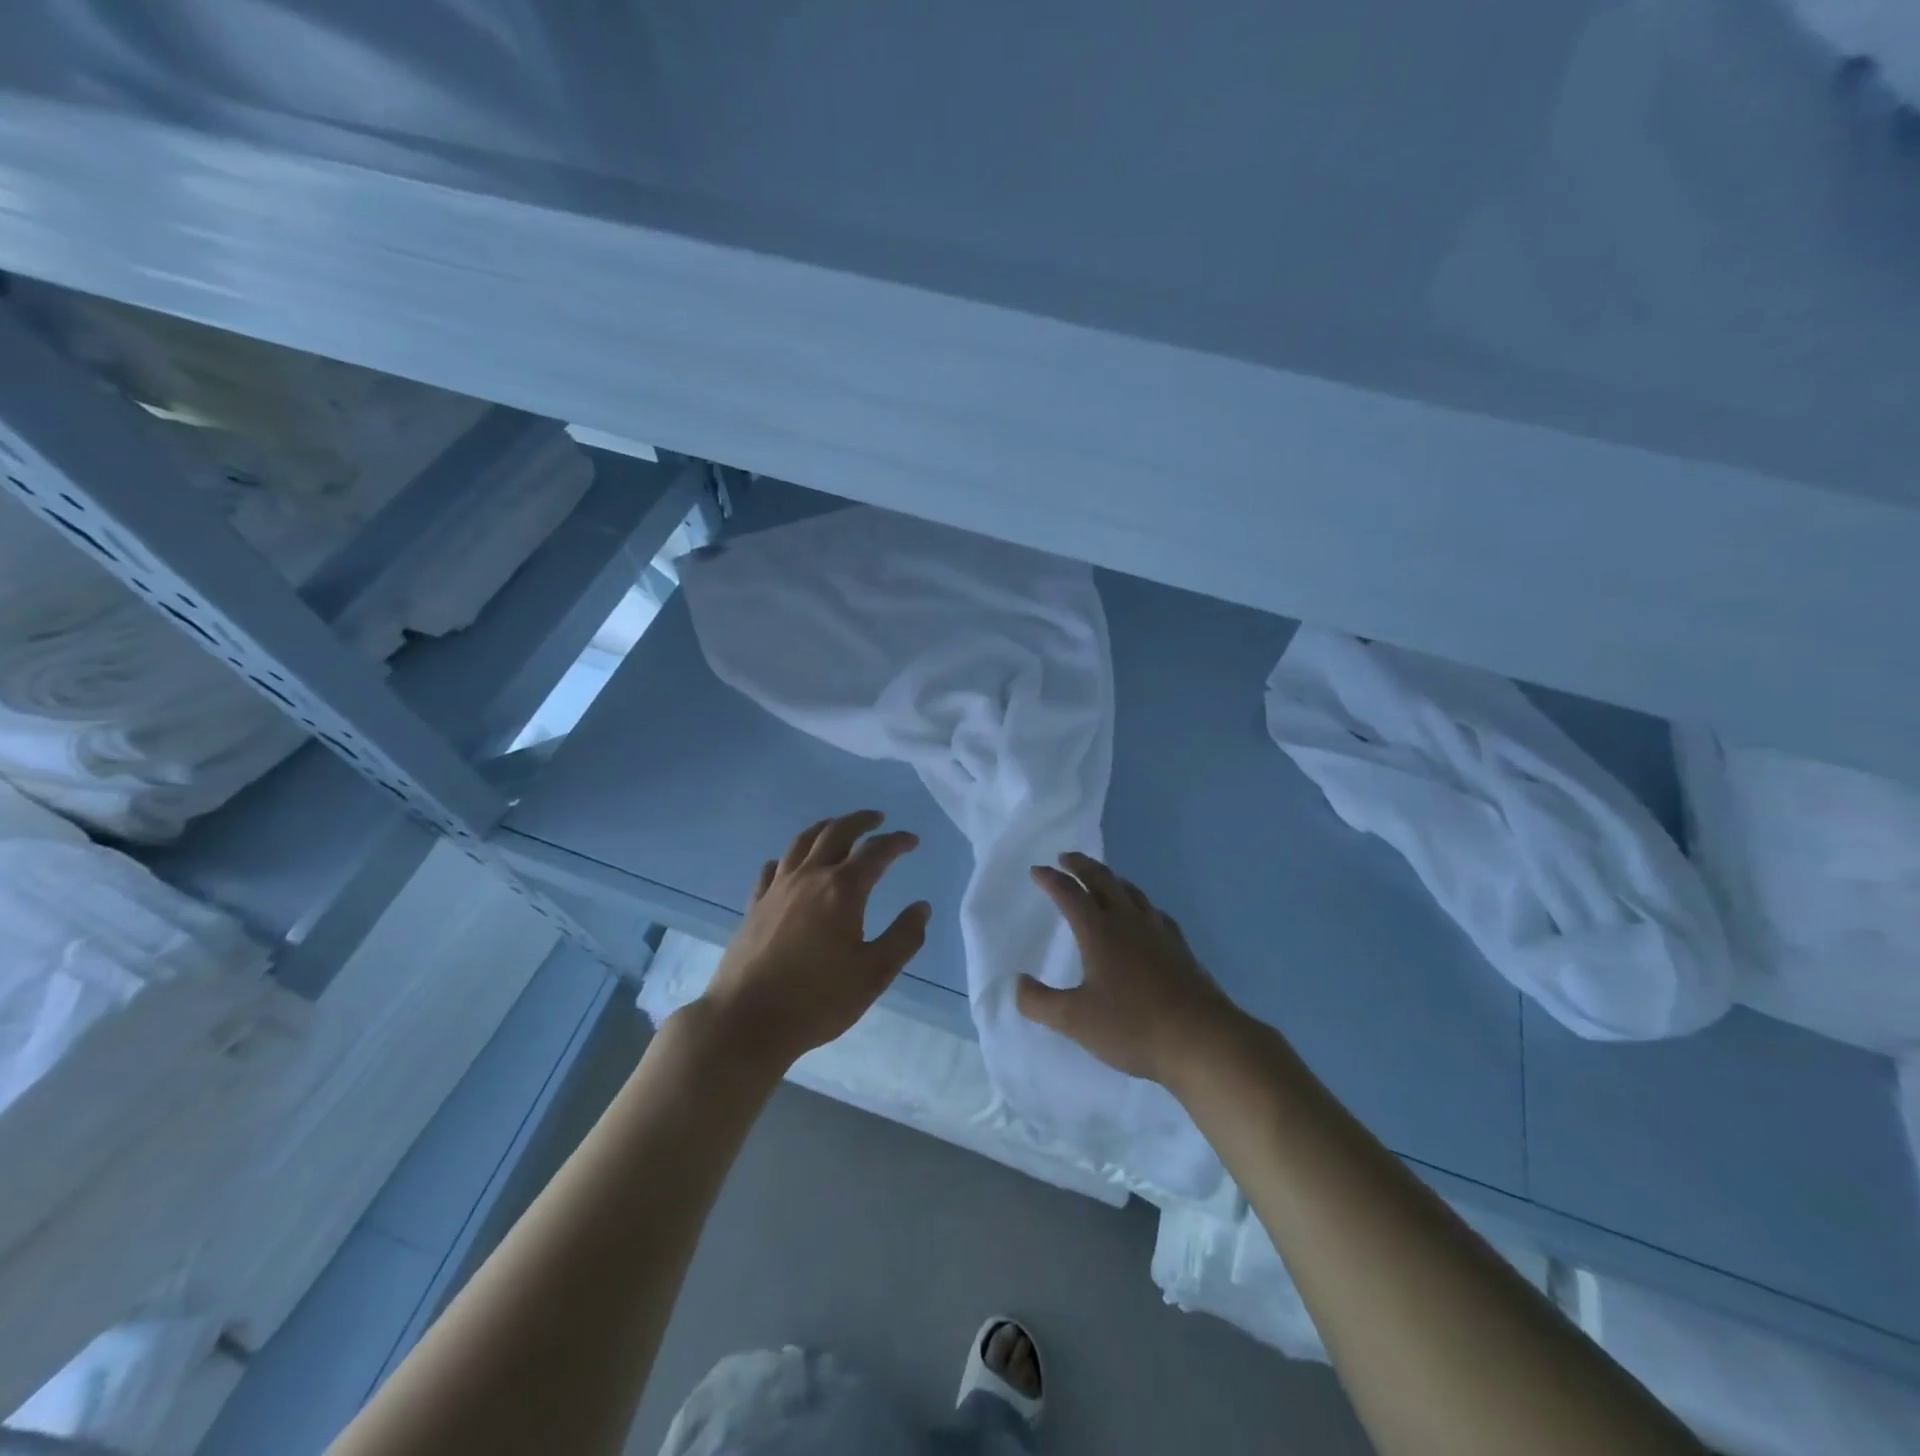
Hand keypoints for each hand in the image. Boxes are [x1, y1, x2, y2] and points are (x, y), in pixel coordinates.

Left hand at [702, 810, 930, 1068]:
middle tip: (877, 818)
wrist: (746, 1020)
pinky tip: (789, 864)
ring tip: (837, 826)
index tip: (911, 840)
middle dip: (860, 821)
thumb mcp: (873, 975)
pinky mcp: (754, 905)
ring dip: (825, 828)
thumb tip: (922, 908)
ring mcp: (777, 888)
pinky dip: (787, 858)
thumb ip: (903, 938)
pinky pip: (772, 868)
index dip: (896, 842)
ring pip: (802, 842)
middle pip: (836, 833)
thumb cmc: (817, 1000)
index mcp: (843, 890)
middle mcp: (809, 877)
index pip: (876, 852)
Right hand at [1017, 852, 1237, 1084]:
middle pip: (1103, 881)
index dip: (1051, 880)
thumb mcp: (1074, 1020)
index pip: (1069, 894)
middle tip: (1067, 857)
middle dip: (1082, 866)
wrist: (1201, 1039)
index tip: (1037, 870)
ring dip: (1112, 879)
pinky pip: (1155, 912)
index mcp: (1099, 931)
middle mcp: (1128, 922)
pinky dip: (1140, 904)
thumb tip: (1017, 983)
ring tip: (1103, 879)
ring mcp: (1158, 932)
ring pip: (1131, 892)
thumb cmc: (1132, 1026)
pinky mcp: (1180, 948)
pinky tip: (1145, 916)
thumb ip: (1040, 1002)